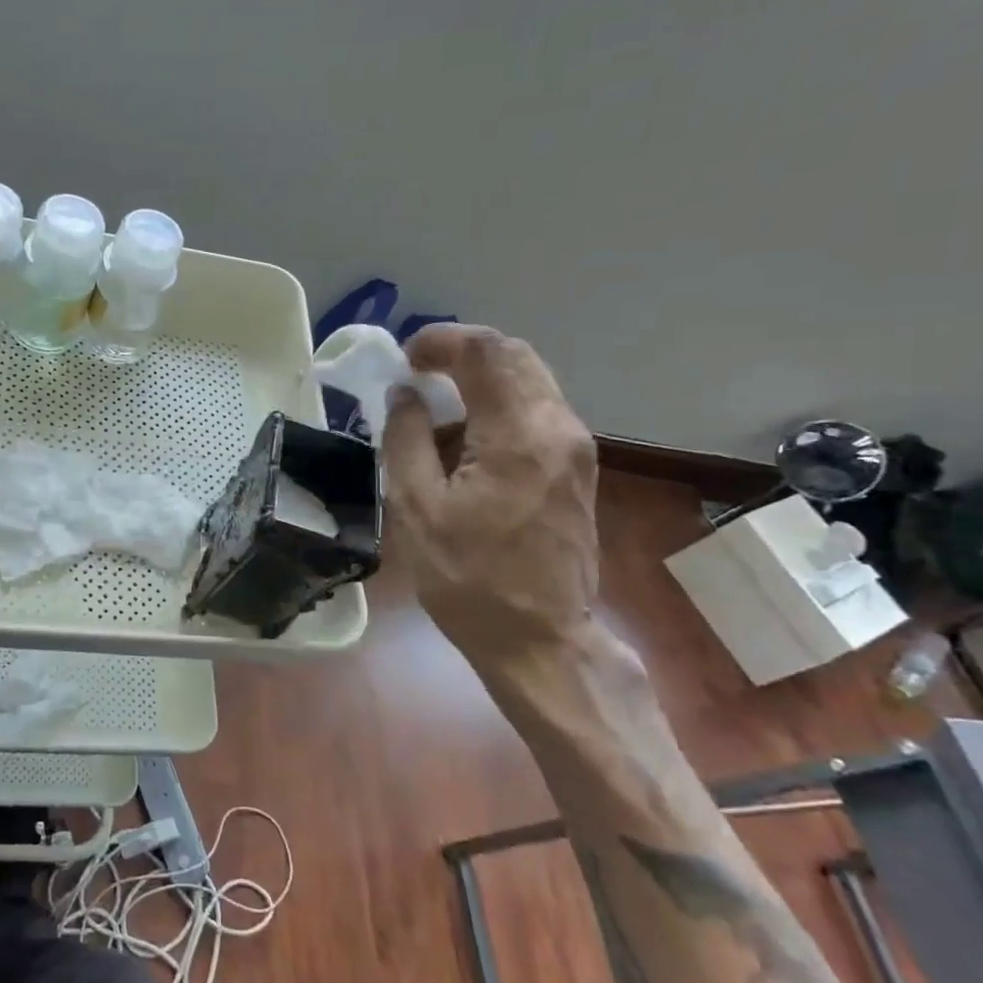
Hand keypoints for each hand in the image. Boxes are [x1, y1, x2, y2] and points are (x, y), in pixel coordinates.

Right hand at [382, 325, 603, 692]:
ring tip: (435, 408)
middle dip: (462, 353)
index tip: (405, 358)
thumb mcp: (416, 508)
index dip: (441, 341)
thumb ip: (406, 439)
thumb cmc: (470, 579)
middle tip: (418, 373)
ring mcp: (576, 448)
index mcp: (518, 435)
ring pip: (529, 380)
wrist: (542, 641)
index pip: (486, 351)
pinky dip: (498, 405)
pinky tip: (465, 440)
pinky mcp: (578, 469)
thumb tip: (404, 395)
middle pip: (515, 356)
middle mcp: (559, 428)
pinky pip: (537, 411)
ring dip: (481, 379)